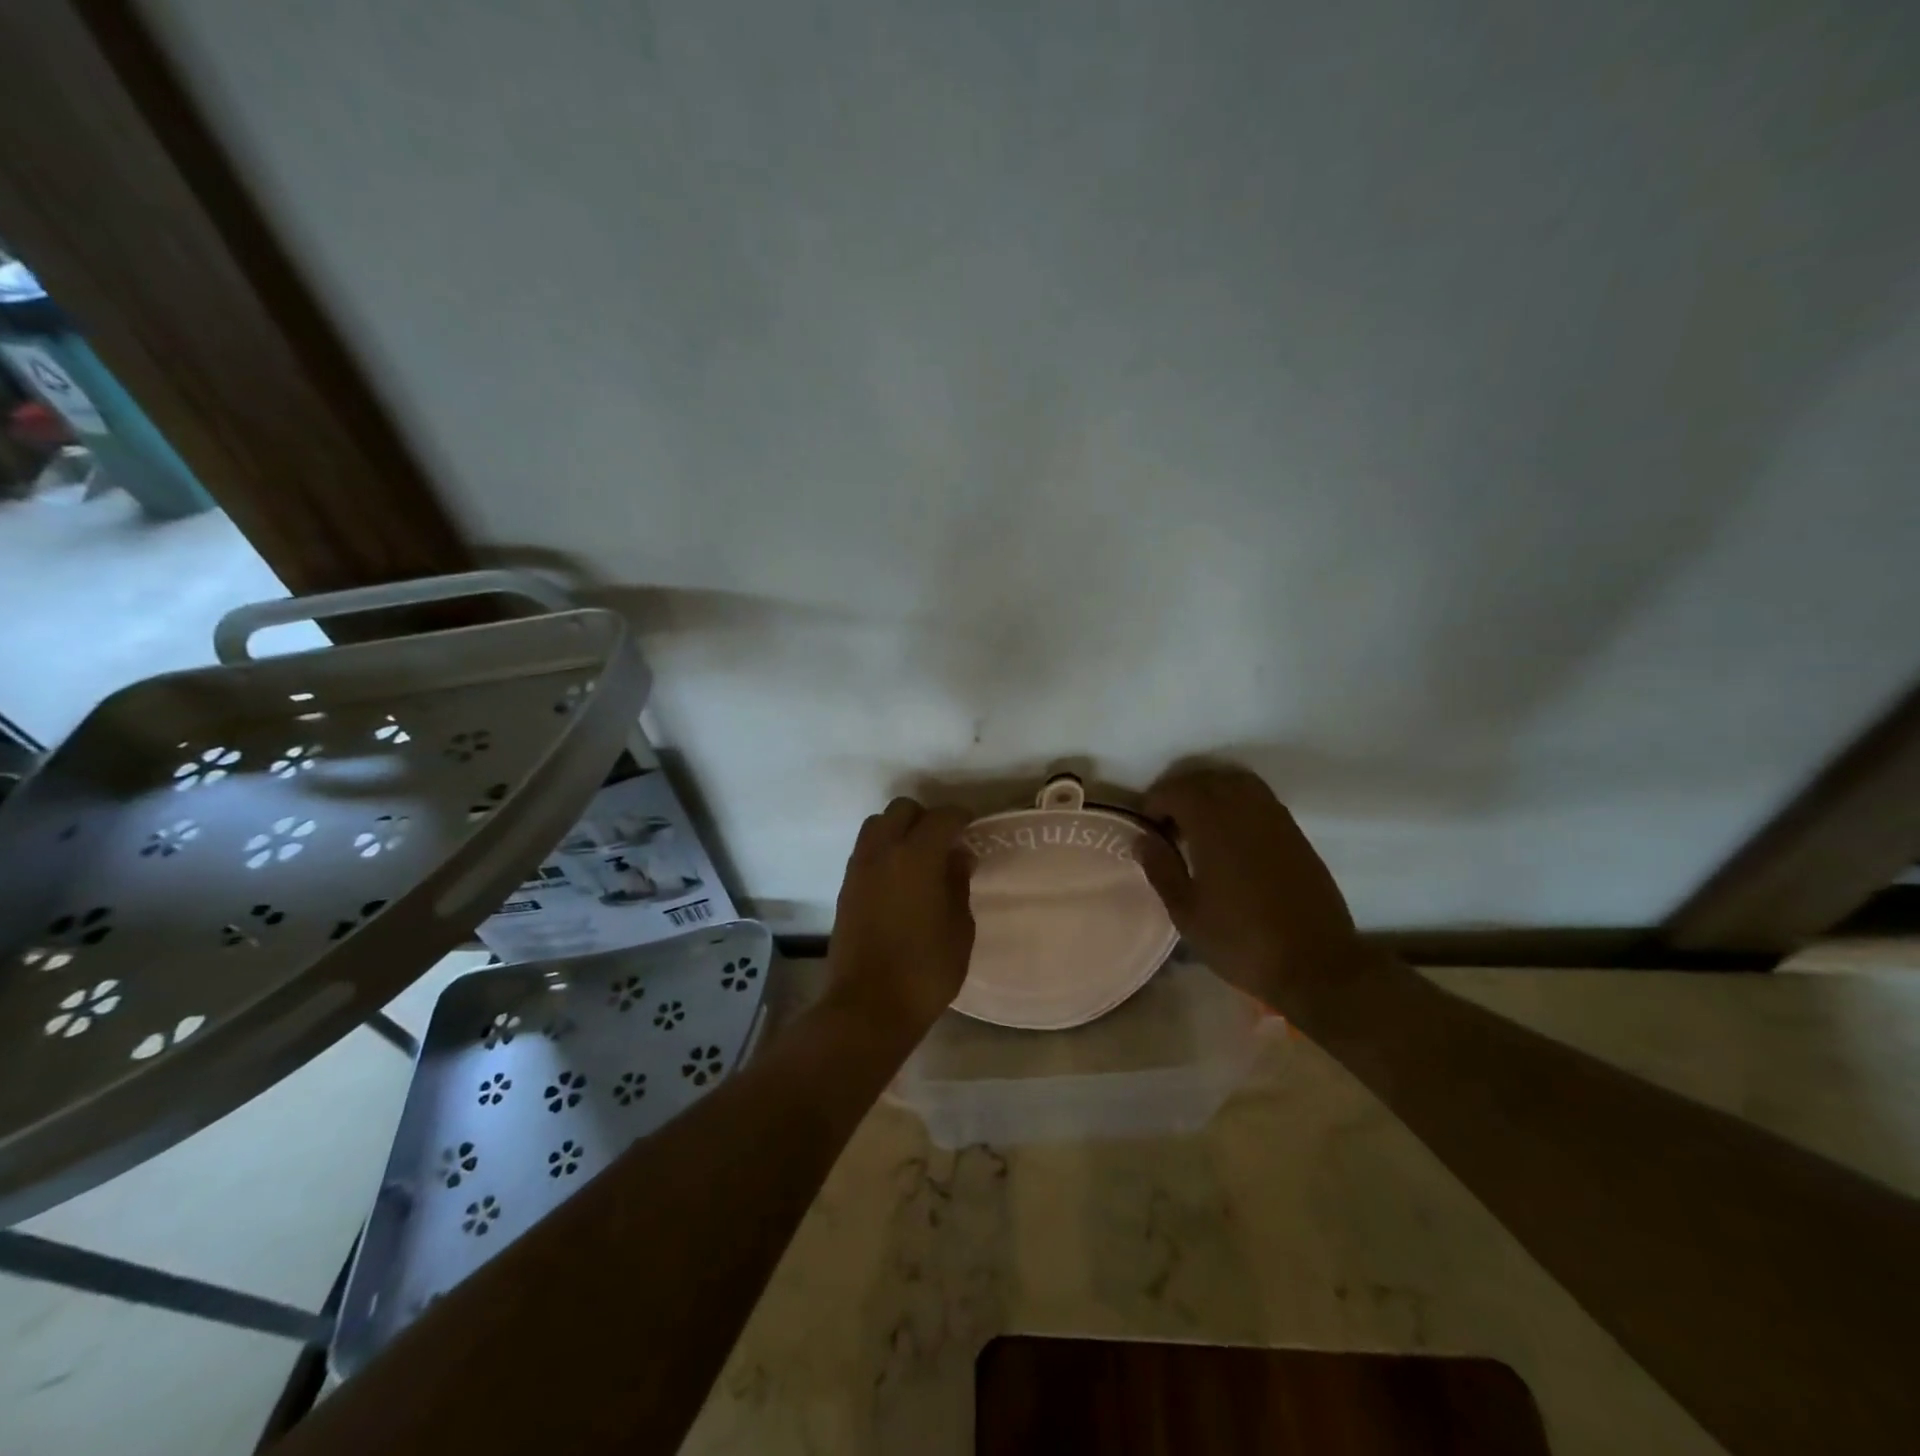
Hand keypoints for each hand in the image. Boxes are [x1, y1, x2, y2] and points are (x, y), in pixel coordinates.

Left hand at [826, 797, 975, 1038]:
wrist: (867, 1007)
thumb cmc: (925, 970)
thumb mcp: (959, 929)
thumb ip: (958, 884)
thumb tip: (957, 856)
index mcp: (916, 856)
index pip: (941, 818)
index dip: (960, 817)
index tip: (972, 826)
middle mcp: (883, 852)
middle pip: (902, 810)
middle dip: (926, 817)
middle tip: (945, 842)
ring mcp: (859, 869)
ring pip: (877, 826)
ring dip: (900, 830)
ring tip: (920, 858)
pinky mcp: (845, 888)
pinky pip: (866, 851)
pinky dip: (884, 850)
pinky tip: (901, 877)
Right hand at [1137, 765, 1372, 1022]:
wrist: (1315, 964)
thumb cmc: (1241, 941)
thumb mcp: (1187, 913)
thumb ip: (1161, 869)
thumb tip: (1143, 839)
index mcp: (1214, 827)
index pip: (1176, 790)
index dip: (1154, 802)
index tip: (1147, 827)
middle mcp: (1245, 811)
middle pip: (1206, 779)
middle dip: (1179, 792)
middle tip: (1167, 822)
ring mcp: (1275, 819)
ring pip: (1236, 782)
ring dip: (1210, 792)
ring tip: (1197, 823)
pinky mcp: (1295, 833)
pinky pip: (1259, 798)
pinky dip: (1236, 802)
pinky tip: (1229, 834)